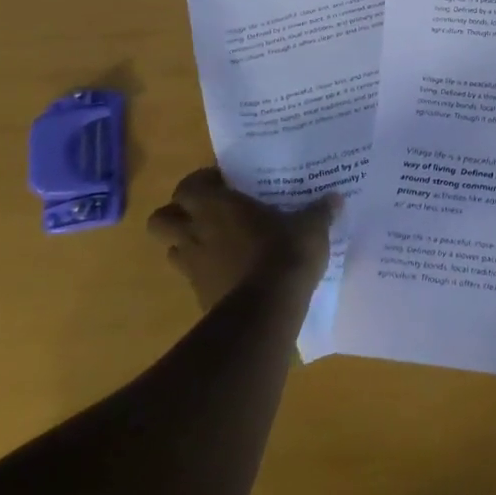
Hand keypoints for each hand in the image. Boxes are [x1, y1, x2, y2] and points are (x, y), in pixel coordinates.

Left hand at [148, 169, 335, 311]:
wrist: (267, 311)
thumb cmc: (285, 253)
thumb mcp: (311, 227)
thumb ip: (319, 211)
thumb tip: (335, 199)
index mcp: (216, 207)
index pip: (187, 186)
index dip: (201, 183)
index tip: (224, 184)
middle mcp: (196, 233)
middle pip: (161, 220)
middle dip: (177, 215)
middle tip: (208, 213)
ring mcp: (192, 268)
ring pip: (172, 251)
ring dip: (188, 245)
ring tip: (217, 243)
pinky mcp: (199, 297)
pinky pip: (193, 279)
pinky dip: (205, 274)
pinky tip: (231, 274)